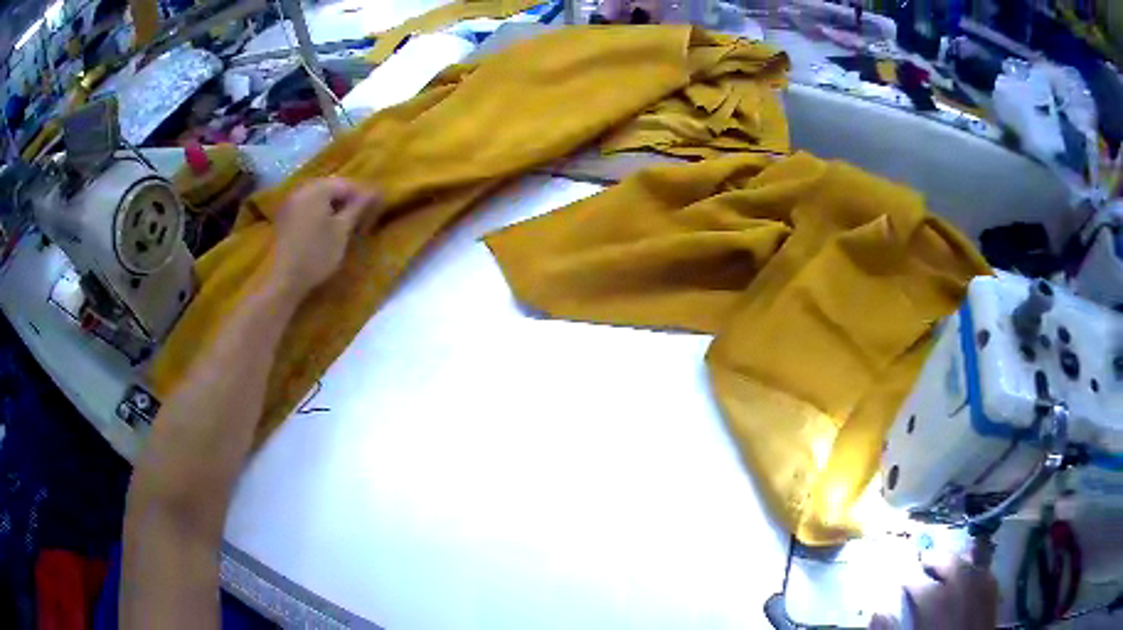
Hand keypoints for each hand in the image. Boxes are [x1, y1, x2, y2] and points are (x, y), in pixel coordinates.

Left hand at [269, 178, 378, 299]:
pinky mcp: (285, 216)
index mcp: (317, 190)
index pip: (346, 185)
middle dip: (347, 200)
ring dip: (333, 206)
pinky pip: (307, 206)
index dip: (362, 196)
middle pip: (331, 188)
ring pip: (319, 197)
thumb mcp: (342, 230)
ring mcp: (291, 203)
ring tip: (344, 223)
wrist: (286, 279)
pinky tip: (325, 227)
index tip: (373, 211)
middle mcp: (302, 190)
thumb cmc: (318, 254)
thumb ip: (358, 208)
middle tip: (360, 218)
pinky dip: (319, 212)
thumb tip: (374, 192)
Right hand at [869, 555, 997, 629]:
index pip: (920, 585)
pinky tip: (975, 575)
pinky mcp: (993, 605)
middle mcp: (960, 595)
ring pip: (972, 569)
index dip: (910, 578)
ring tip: (949, 563)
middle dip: (939, 560)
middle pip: (952, 567)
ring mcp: (980, 598)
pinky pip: (988, 580)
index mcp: (935, 606)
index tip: (902, 577)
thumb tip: (879, 613)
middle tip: (926, 558)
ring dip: (960, 562)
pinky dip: (980, 573)